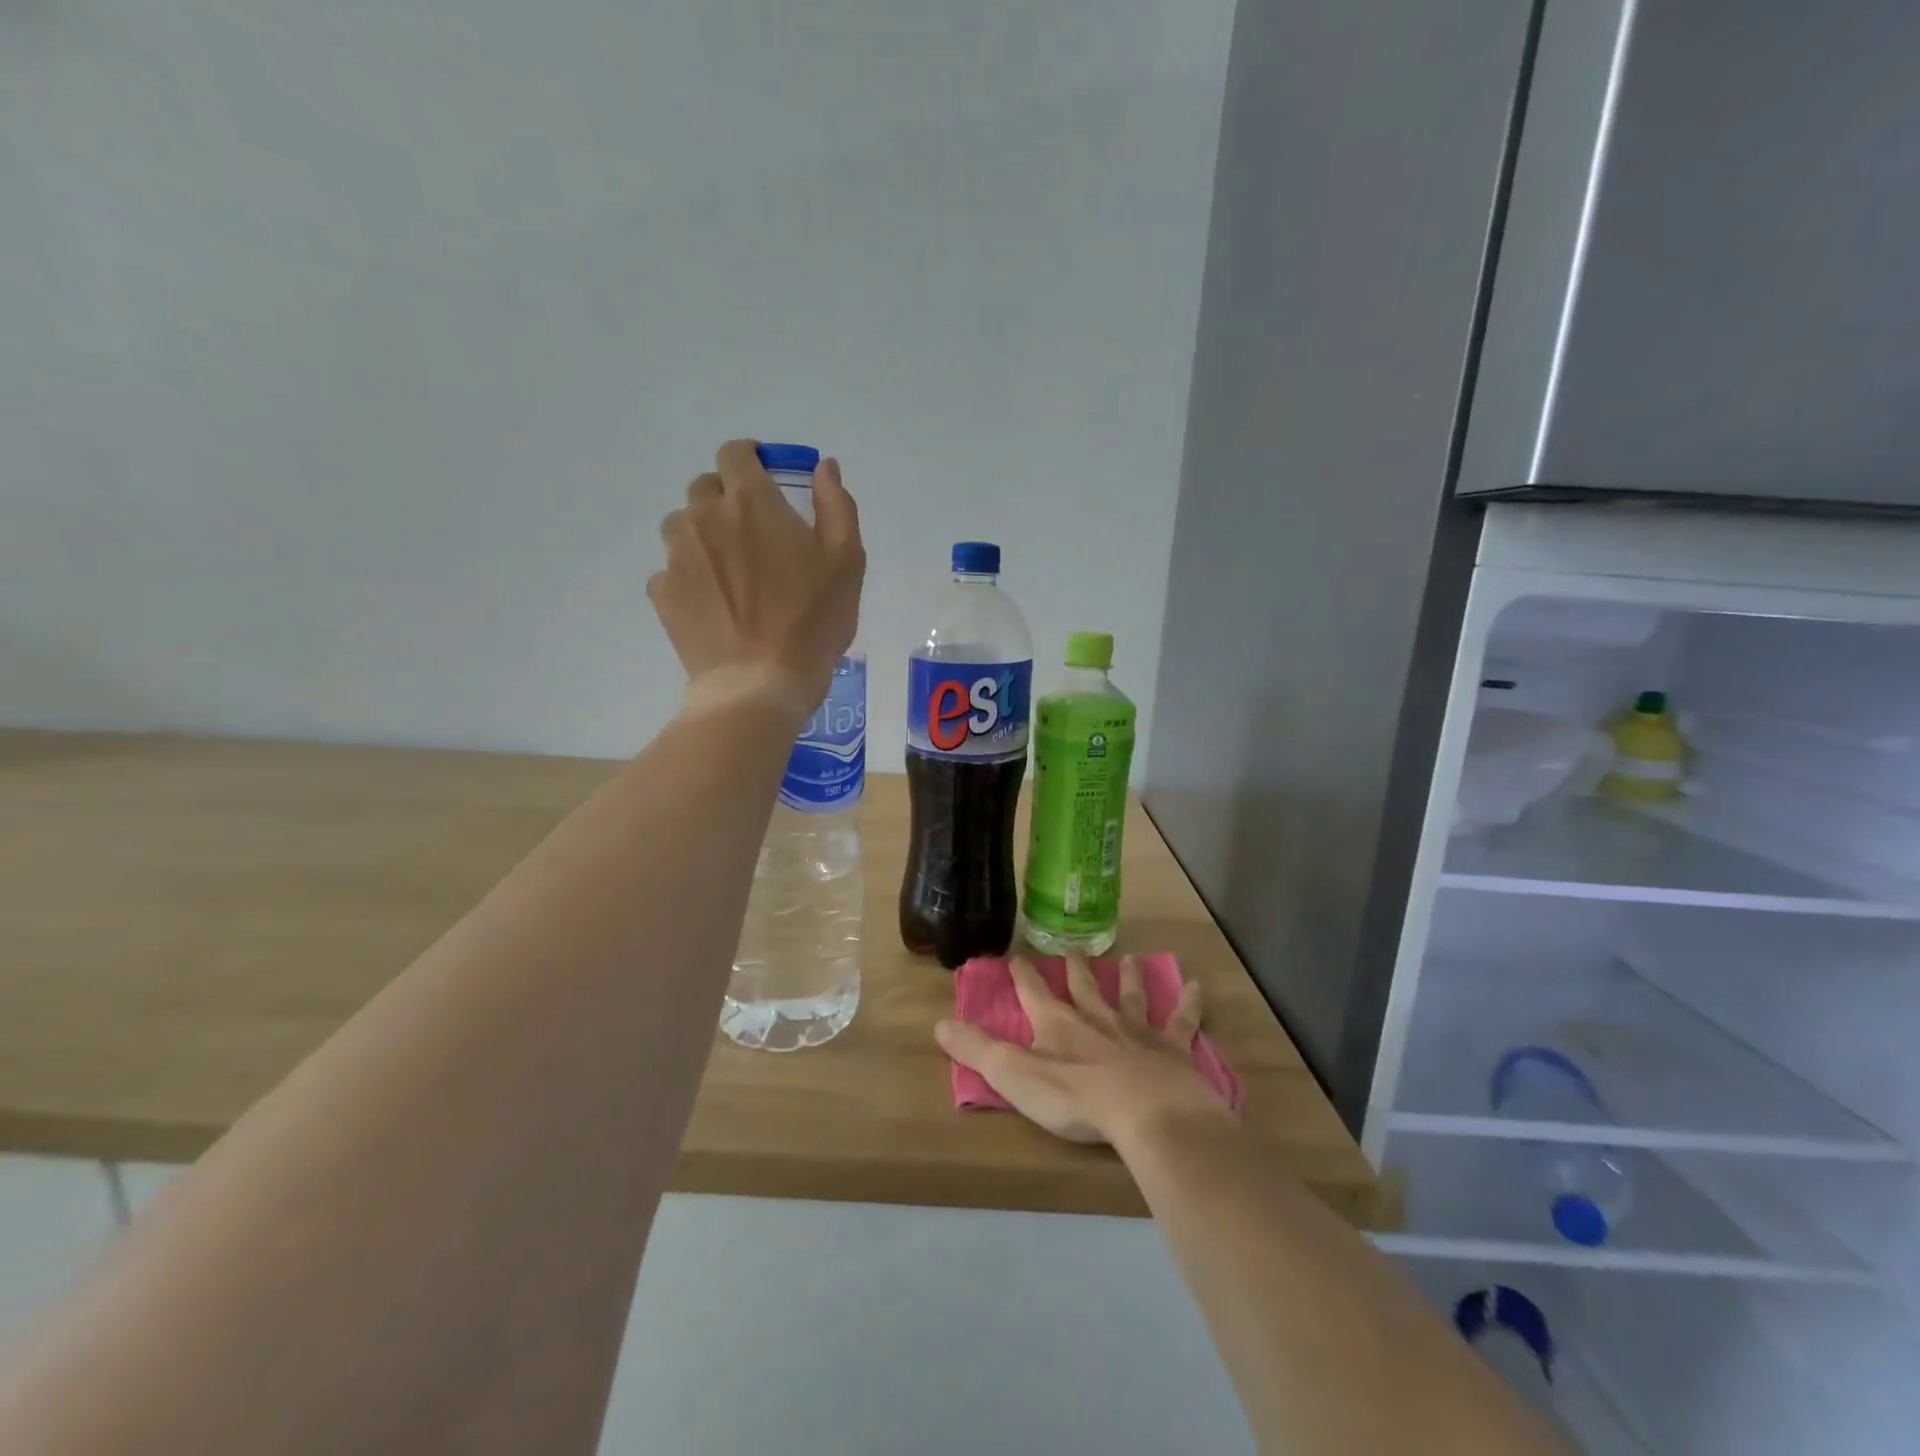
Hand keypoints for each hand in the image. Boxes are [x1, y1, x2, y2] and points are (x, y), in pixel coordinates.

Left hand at [649, 440, 865, 719]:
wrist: (760, 683)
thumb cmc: (812, 621)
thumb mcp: (847, 561)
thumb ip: (836, 505)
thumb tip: (823, 467)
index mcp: (750, 502)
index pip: (735, 453)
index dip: (749, 459)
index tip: (765, 477)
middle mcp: (704, 517)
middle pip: (705, 488)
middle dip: (727, 499)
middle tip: (754, 534)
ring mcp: (677, 556)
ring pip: (683, 526)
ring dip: (704, 535)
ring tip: (731, 571)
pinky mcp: (663, 593)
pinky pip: (672, 569)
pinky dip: (690, 576)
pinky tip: (714, 604)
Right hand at [934, 954, 1232, 1145]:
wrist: (1147, 1113)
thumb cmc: (1076, 1098)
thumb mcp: (1014, 1076)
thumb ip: (977, 1050)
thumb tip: (939, 1023)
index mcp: (1058, 1025)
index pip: (1034, 993)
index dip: (1024, 976)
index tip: (1016, 957)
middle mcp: (1097, 1019)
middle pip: (1084, 988)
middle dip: (1076, 970)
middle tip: (1074, 950)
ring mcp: (1138, 1032)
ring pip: (1131, 997)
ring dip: (1129, 978)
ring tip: (1130, 959)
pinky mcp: (1173, 1050)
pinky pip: (1181, 1021)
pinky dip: (1189, 1004)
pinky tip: (1197, 986)